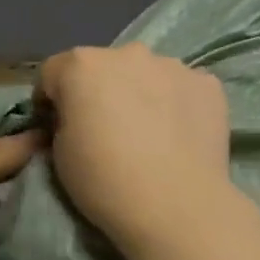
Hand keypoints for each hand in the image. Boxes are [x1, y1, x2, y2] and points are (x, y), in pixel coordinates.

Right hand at [37, 44, 231, 256]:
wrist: (175, 206)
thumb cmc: (105, 182)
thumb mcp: (60, 157)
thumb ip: (62, 125)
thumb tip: (71, 122)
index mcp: (82, 65)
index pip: (53, 72)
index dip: (51, 100)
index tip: (56, 127)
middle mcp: (128, 53)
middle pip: (104, 68)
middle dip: (100, 92)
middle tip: (107, 131)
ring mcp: (173, 66)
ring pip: (148, 74)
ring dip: (142, 94)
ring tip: (150, 134)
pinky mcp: (208, 85)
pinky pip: (183, 89)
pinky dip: (177, 104)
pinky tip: (180, 136)